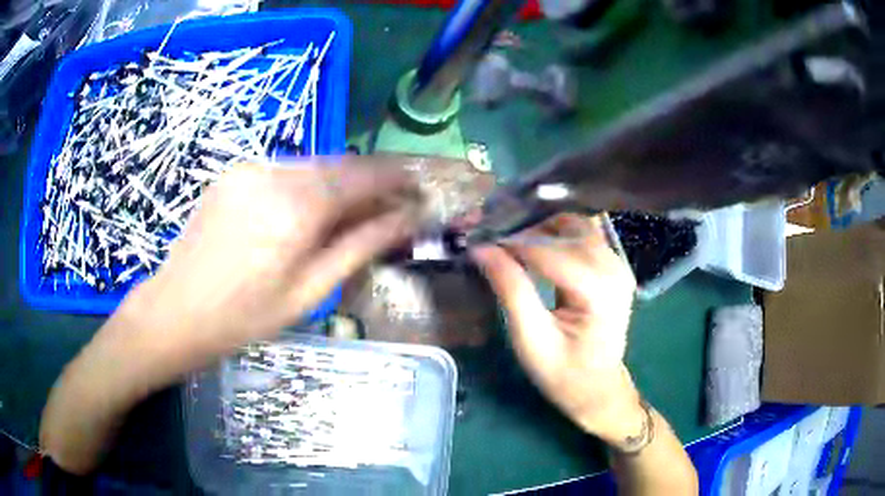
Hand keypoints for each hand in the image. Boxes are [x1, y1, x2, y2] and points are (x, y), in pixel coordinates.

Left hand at [123, 158, 421, 359]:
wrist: (176, 311)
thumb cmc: (245, 317)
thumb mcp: (309, 291)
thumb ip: (360, 246)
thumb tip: (406, 219)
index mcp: (297, 206)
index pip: (363, 175)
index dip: (396, 177)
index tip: (418, 187)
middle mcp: (274, 173)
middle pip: (338, 164)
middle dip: (368, 181)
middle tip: (387, 206)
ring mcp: (248, 169)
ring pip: (310, 166)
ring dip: (336, 183)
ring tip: (347, 213)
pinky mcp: (232, 174)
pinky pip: (282, 171)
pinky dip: (305, 185)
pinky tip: (302, 213)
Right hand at [471, 214, 643, 441]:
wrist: (598, 389)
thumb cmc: (564, 374)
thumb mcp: (531, 339)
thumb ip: (511, 290)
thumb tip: (481, 249)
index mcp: (598, 290)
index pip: (548, 250)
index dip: (510, 242)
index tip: (476, 240)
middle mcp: (614, 267)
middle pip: (564, 228)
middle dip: (525, 230)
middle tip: (491, 240)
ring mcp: (617, 263)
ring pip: (574, 225)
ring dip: (540, 228)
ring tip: (509, 242)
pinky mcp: (613, 265)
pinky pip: (582, 235)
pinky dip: (555, 234)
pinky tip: (533, 246)